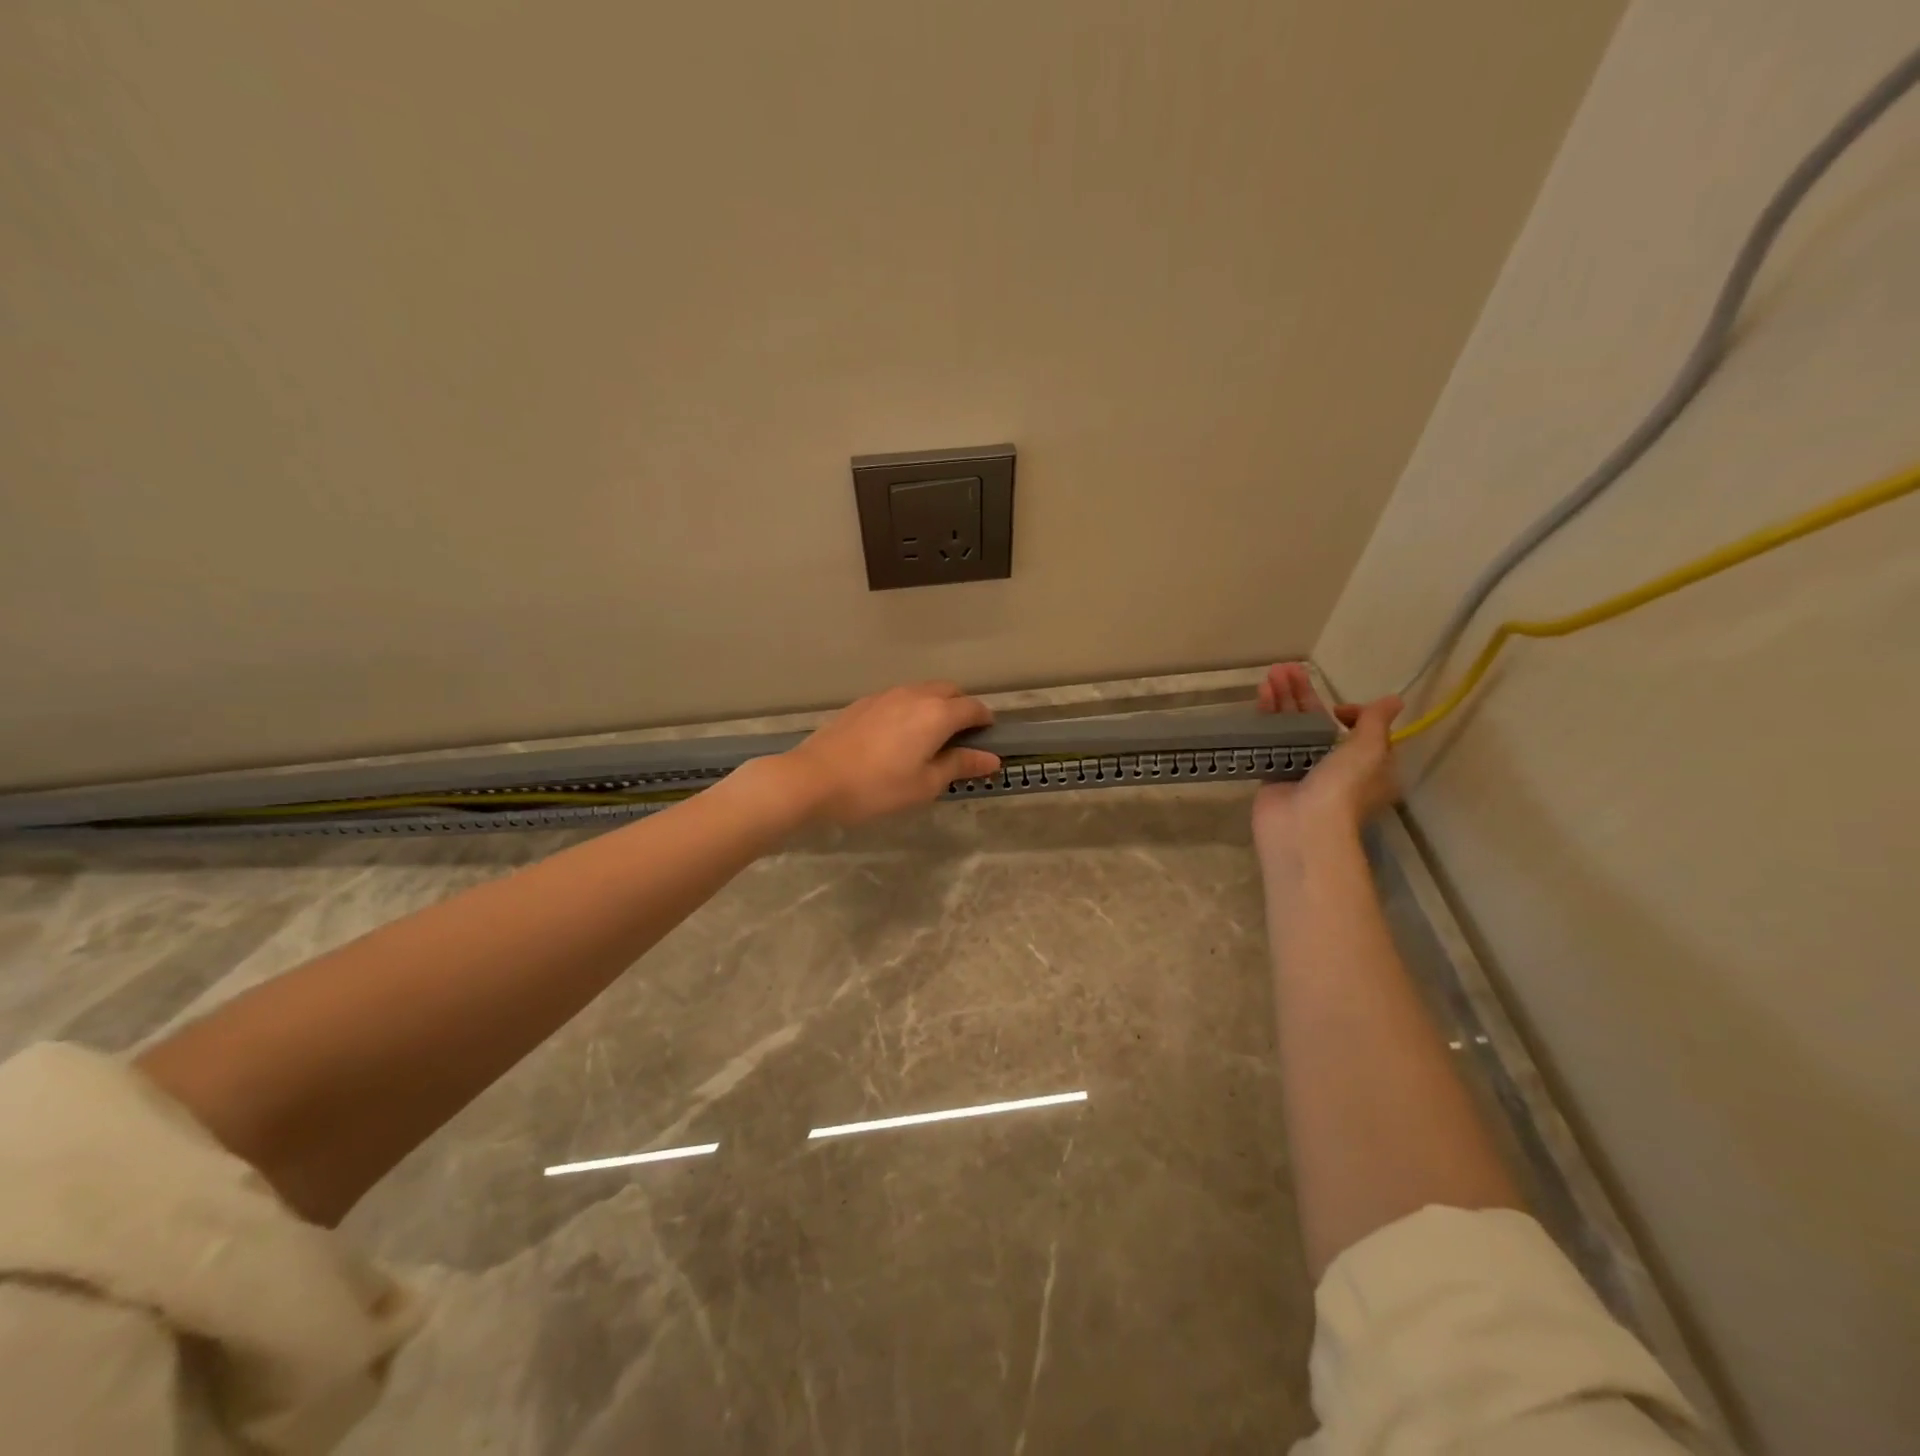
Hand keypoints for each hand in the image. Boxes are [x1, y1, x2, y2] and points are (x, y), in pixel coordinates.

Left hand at [776, 681, 1000, 825]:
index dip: (986, 722)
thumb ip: (960, 765)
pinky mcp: (864, 703)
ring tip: (930, 738)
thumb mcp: (925, 784)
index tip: (988, 740)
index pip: (974, 708)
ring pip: (923, 691)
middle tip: (960, 740)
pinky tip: (898, 737)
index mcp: (937, 714)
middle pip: (950, 692)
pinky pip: (899, 698)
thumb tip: (991, 759)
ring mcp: (886, 695)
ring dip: (936, 707)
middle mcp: (915, 695)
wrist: (814, 778)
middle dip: (962, 709)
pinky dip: (911, 709)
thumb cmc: (877, 787)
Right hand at [1252, 662, 1401, 849]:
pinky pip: (1271, 740)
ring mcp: (1302, 771)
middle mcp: (1336, 767)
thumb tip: (1392, 700)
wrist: (1303, 826)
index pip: (1360, 732)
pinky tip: (1261, 696)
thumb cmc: (1344, 787)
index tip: (1339, 710)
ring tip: (1271, 673)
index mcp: (1368, 766)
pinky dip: (1267, 717)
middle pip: (1318, 722)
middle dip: (1304, 694)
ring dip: (1283, 699)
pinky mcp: (1274, 774)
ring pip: (1292, 727)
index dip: (1351, 713)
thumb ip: (1376, 722)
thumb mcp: (1370, 749)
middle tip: (1287, 668)